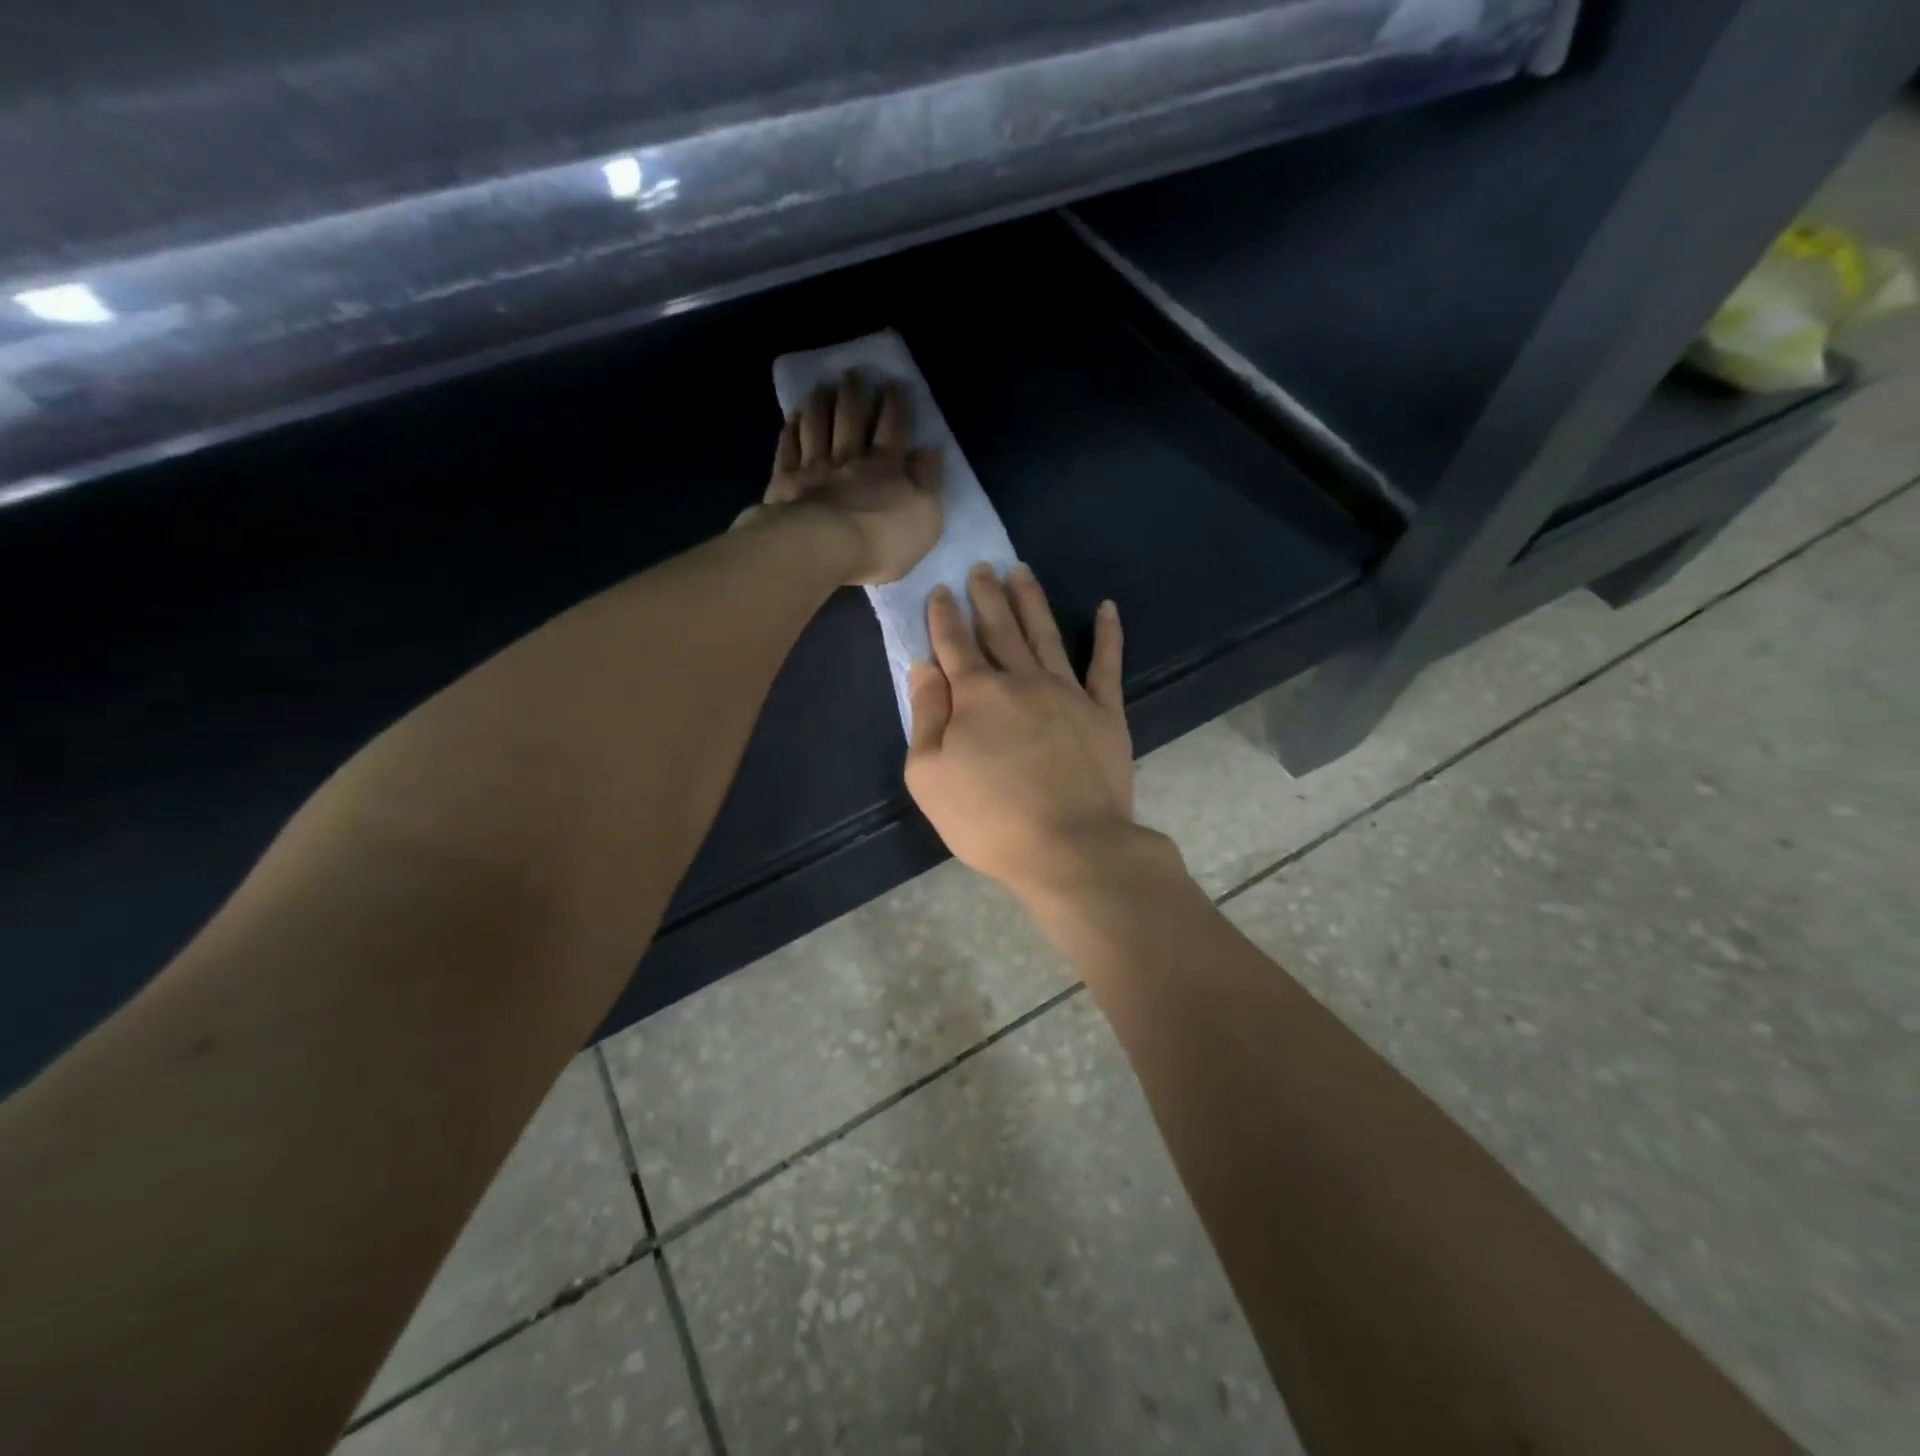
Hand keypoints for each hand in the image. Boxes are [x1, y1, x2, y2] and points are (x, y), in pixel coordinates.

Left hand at [736, 372, 943, 585]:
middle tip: (851, 374)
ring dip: (820, 405)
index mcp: (885, 467)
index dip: (893, 406)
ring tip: (820, 387)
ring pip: (817, 427)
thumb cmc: (883, 539)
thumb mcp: (925, 515)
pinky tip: (792, 420)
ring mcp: (814, 468)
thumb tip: (931, 449)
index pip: (892, 429)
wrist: (824, 550)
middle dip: (853, 395)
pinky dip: (791, 432)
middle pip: (851, 420)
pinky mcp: (785, 483)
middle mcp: (848, 459)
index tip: (891, 385)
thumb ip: (928, 480)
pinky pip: (788, 450)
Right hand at [906, 563, 1164, 901]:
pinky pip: (1106, 664)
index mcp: (976, 696)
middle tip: (981, 566)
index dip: (945, 615)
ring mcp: (1067, 692)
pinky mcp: (1105, 711)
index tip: (941, 589)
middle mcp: (1021, 681)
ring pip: (1045, 634)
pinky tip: (1107, 608)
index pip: (954, 644)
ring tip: (1021, 570)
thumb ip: (925, 716)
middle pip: (1000, 628)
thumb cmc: (988, 819)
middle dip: (987, 596)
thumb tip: (923, 666)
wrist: (1070, 847)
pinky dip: (1107, 634)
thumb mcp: (930, 776)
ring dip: (1031, 600)